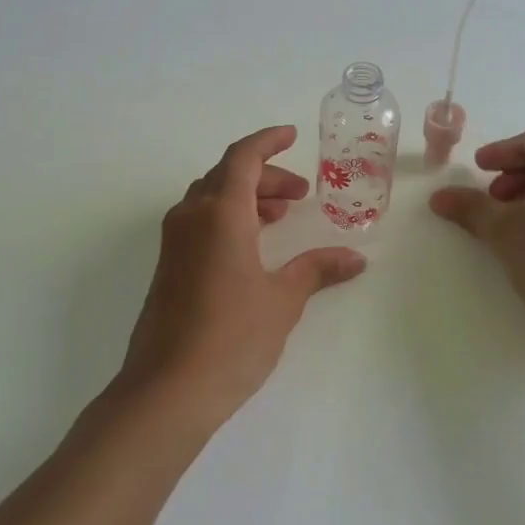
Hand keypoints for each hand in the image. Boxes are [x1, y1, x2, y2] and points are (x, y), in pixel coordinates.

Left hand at [118, 126, 366, 430]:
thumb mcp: (282, 300)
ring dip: (245, 197)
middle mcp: (191, 217)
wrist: (168, 388)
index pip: (243, 157)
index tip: (291, 136)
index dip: (268, 141)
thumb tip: (356, 258)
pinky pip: (199, 222)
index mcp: (220, 213)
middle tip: (299, 195)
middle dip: (265, 176)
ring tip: (279, 217)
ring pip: (210, 198)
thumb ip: (317, 270)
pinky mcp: (167, 266)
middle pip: (227, 175)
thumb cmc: (232, 337)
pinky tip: (250, 246)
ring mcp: (173, 241)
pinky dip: (227, 218)